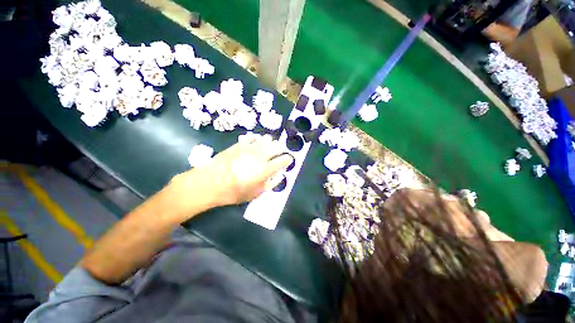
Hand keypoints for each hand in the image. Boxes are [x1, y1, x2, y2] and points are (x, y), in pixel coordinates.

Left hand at [172, 136, 292, 212]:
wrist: (212, 182)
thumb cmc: (235, 191)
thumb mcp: (256, 193)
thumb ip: (270, 184)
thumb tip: (279, 176)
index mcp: (266, 168)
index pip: (283, 160)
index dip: (288, 159)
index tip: (289, 160)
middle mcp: (261, 155)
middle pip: (276, 147)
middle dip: (281, 148)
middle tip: (281, 151)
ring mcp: (250, 148)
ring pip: (265, 140)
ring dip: (271, 142)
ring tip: (272, 143)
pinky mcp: (240, 145)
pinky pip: (252, 138)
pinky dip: (257, 138)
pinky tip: (257, 139)